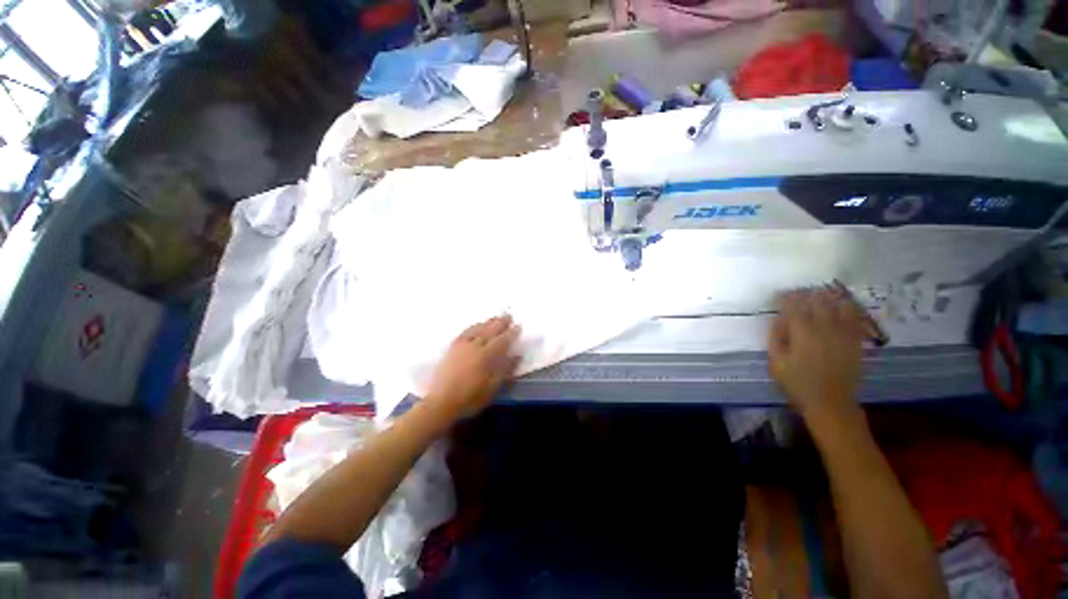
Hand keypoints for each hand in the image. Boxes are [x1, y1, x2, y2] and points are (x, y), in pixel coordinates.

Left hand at [424, 315, 521, 419]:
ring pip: (477, 329)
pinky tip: (475, 326)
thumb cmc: (470, 398)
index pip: (502, 340)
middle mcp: (474, 346)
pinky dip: (472, 327)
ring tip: (494, 318)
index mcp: (486, 356)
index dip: (511, 333)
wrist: (441, 402)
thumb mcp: (492, 388)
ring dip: (487, 322)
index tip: (518, 326)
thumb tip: (517, 355)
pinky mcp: (452, 348)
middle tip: (508, 315)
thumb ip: (506, 370)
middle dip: (500, 323)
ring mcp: (462, 346)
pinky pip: (464, 332)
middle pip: (489, 331)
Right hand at [768, 287, 865, 427]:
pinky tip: (844, 304)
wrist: (831, 403)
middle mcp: (825, 328)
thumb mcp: (776, 362)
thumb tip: (778, 319)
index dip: (786, 297)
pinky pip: (855, 318)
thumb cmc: (797, 383)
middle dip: (807, 294)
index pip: (794, 306)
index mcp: (803, 332)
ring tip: (822, 292)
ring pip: (839, 306)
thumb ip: (775, 337)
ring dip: (829, 297)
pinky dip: (849, 308)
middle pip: (818, 302)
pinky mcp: (856, 341)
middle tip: (799, 291)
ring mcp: (844, 334)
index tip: (779, 294)